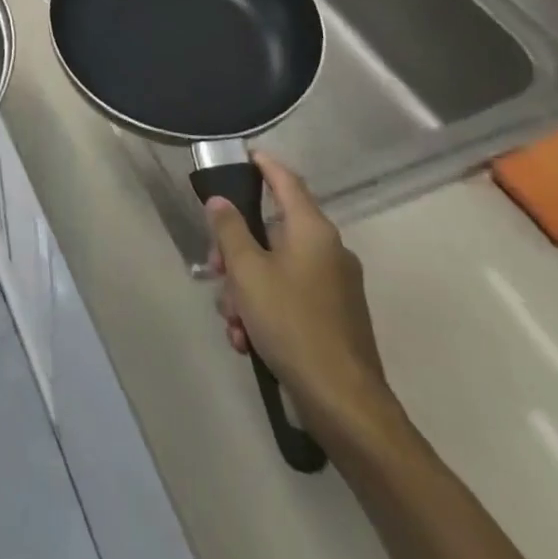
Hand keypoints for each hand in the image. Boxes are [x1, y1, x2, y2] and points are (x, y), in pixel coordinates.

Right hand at [204, 153, 398, 444]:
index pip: (287, 182)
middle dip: (235, 252)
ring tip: (232, 322)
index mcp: (313, 231)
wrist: (344, 403)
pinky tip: (247, 341)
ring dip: (245, 289)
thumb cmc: (292, 324)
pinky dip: (264, 310)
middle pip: (271, 231)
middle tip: (213, 271)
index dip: (265, 166)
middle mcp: (328, 251)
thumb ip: (230, 230)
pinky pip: (289, 297)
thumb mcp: (248, 273)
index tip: (246, 155)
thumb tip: (220, 201)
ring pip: (275, 269)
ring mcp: (334, 286)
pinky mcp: (334, 317)